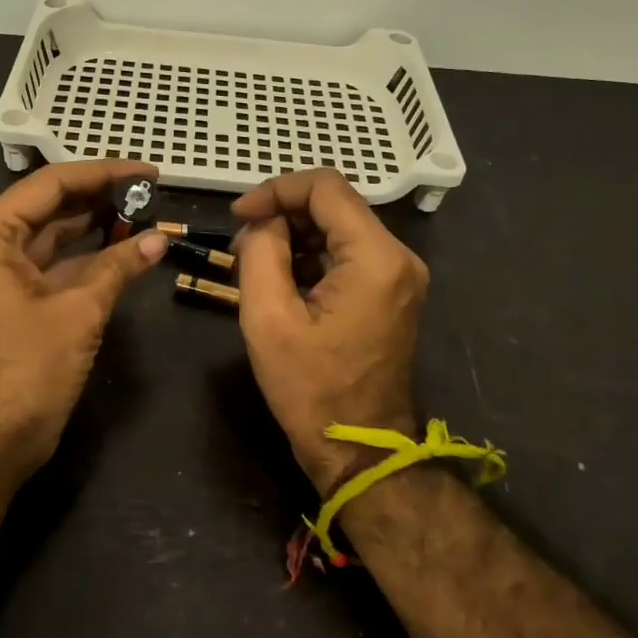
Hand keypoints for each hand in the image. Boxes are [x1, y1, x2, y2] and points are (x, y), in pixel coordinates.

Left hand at [0, 160, 167, 480]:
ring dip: (98, 226)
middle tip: (151, 191)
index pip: (50, 184)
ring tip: (145, 213)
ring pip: (55, 235)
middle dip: (101, 197)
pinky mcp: (15, 300)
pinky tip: (126, 250)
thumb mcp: (78, 313)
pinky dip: (89, 258)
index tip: (148, 172)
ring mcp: (0, 275)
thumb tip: (160, 238)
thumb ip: (118, 267)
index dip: (103, 173)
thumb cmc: (26, 372)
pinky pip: (55, 265)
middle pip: (51, 206)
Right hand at [232, 170, 430, 492]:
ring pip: (338, 228)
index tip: (238, 215)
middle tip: (240, 246)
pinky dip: (311, 256)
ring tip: (254, 266)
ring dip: (293, 236)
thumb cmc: (311, 389)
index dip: (275, 190)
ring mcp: (399, 275)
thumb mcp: (268, 318)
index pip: (325, 187)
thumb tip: (264, 222)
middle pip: (334, 204)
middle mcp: (398, 257)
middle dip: (282, 214)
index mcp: (376, 258)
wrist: (360, 450)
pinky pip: (347, 254)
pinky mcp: (390, 292)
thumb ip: (261, 252)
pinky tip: (281, 281)